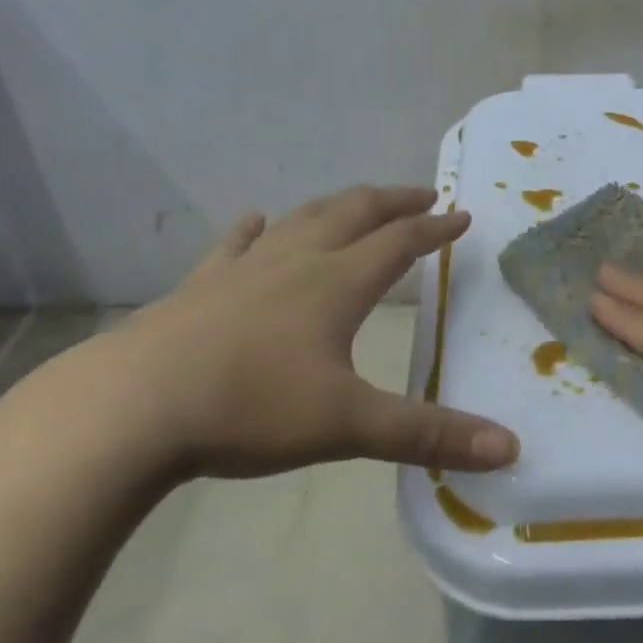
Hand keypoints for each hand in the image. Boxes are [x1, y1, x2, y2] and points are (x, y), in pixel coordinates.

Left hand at [74, 185, 519, 480]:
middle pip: (354, 213)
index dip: (435, 229)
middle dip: (393, 201)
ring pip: (302, 220)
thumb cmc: (249, 408)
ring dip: (336, 205)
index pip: (400, 243)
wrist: (133, 406)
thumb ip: (428, 435)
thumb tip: (509, 448)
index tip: (461, 216)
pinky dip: (253, 228)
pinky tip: (255, 219)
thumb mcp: (347, 425)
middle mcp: (297, 262)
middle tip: (421, 195)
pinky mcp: (201, 286)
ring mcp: (245, 268)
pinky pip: (235, 244)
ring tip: (355, 202)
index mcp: (337, 284)